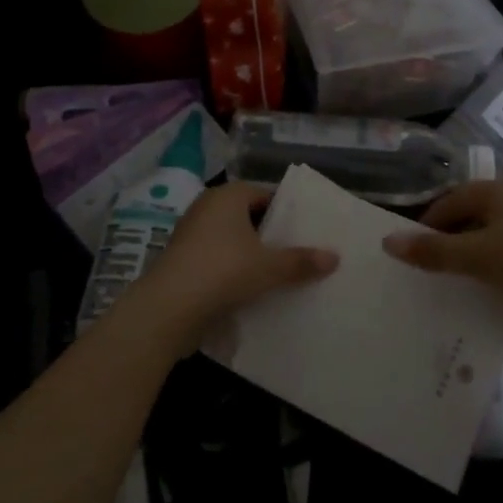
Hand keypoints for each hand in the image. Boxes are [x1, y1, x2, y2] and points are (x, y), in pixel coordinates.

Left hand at [124, 183, 337, 348]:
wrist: (168, 308)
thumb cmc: (223, 271)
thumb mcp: (269, 267)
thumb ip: (302, 261)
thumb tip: (335, 257)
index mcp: (228, 196)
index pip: (264, 194)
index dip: (286, 211)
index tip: (306, 230)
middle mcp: (207, 207)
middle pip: (248, 217)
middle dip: (269, 234)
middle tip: (297, 252)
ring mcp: (190, 234)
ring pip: (231, 240)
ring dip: (250, 254)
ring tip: (278, 273)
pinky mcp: (181, 261)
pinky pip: (215, 259)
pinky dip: (231, 270)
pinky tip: (250, 290)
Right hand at [382, 178, 502, 333]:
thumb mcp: (477, 257)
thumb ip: (433, 251)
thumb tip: (387, 241)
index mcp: (499, 189)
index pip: (452, 199)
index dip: (430, 221)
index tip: (416, 248)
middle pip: (478, 210)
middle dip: (456, 234)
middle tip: (439, 263)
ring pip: (502, 227)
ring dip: (482, 247)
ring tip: (469, 274)